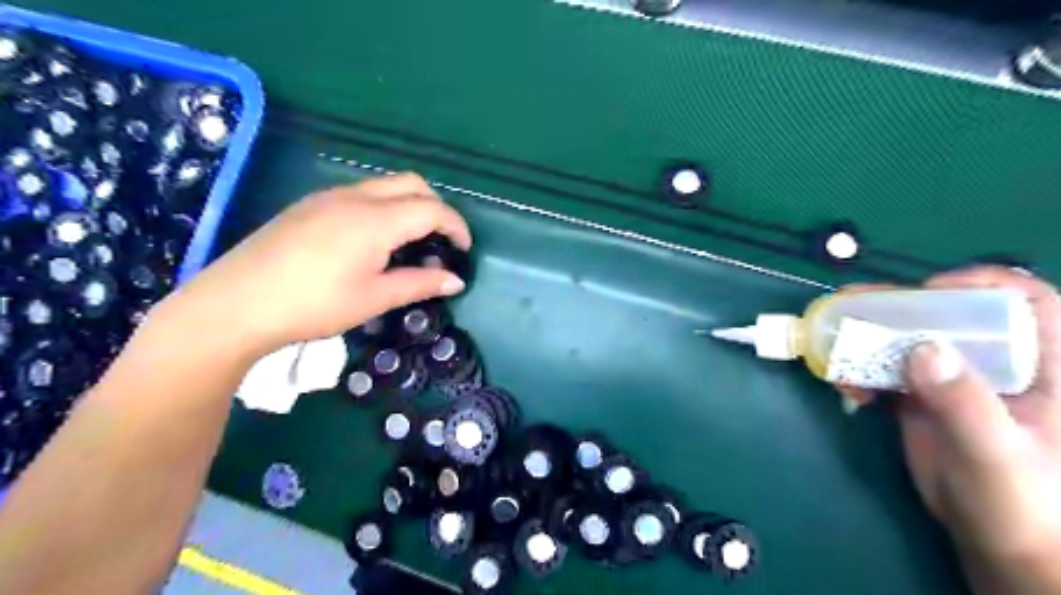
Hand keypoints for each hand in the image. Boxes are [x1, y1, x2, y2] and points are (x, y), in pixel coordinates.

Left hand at [159, 172, 471, 357]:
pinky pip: (361, 193)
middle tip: (440, 241)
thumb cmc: (313, 305)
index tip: (464, 250)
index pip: (433, 209)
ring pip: (385, 185)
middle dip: (437, 207)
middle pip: (412, 184)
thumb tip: (456, 281)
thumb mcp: (374, 298)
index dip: (457, 227)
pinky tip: (373, 239)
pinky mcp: (309, 205)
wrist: (236, 303)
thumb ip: (419, 284)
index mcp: (376, 220)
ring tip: (410, 241)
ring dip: (409, 204)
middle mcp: (356, 197)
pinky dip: (384, 206)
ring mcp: (329, 197)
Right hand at [852, 267, 1060, 594]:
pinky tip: (847, 387)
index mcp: (1042, 365)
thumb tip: (921, 349)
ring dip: (868, 336)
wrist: (1002, 545)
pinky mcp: (922, 396)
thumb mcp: (997, 454)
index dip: (980, 284)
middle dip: (899, 305)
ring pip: (910, 337)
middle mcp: (995, 362)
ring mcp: (954, 378)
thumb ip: (965, 403)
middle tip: (852, 305)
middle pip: (949, 313)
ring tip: (834, 342)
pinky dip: (861, 370)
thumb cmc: (1026, 505)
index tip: (927, 293)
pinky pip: (886, 368)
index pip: (1026, 301)